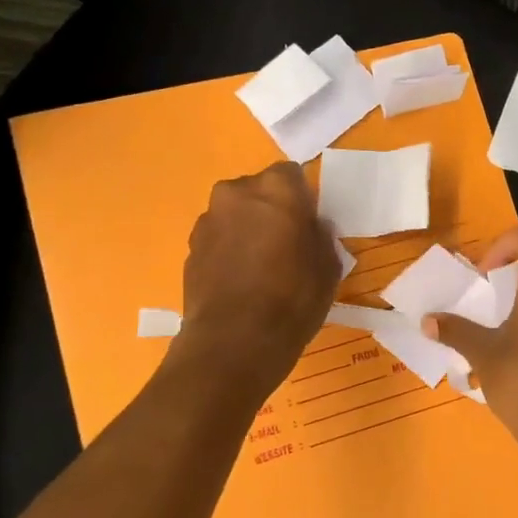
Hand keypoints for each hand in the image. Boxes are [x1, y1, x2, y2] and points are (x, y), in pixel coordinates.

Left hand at [171, 162, 338, 393]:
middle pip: (259, 191)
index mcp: (276, 189)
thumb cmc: (292, 299)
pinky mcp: (190, 248)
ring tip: (261, 266)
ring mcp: (208, 220)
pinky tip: (241, 281)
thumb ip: (320, 236)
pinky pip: (218, 238)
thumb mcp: (328, 267)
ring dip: (247, 229)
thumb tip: (312, 227)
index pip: (292, 174)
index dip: (302, 198)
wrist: (234, 342)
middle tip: (286, 243)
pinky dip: (228, 250)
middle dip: (271, 209)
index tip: (308, 224)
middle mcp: (236, 193)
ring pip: (235, 214)